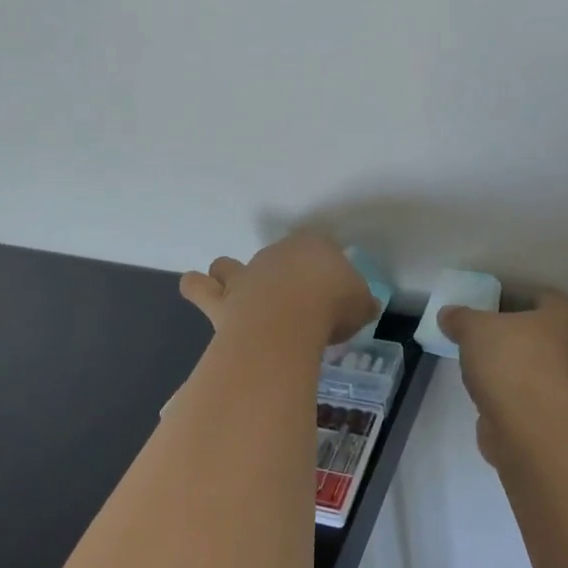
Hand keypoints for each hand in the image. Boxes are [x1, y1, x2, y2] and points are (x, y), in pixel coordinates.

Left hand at [180, 233, 377, 347]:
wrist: (288, 319)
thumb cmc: (331, 304)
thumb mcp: (361, 305)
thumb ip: (362, 303)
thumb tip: (368, 306)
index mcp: (313, 247)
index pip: (320, 248)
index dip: (325, 269)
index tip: (332, 291)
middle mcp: (275, 255)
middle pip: (274, 257)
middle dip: (279, 275)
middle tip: (291, 303)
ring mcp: (245, 276)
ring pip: (226, 266)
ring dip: (227, 276)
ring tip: (232, 292)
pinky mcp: (222, 301)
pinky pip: (200, 289)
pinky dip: (199, 290)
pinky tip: (201, 294)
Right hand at [439, 289, 567, 466]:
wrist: (531, 428)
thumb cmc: (512, 360)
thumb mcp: (475, 329)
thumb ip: (461, 318)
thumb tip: (448, 314)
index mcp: (565, 318)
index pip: (544, 298)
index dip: (516, 297)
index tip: (489, 305)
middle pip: (540, 334)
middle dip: (513, 335)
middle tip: (481, 335)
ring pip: (535, 368)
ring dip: (511, 368)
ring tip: (479, 367)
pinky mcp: (553, 418)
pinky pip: (528, 398)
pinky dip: (510, 397)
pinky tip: (486, 397)